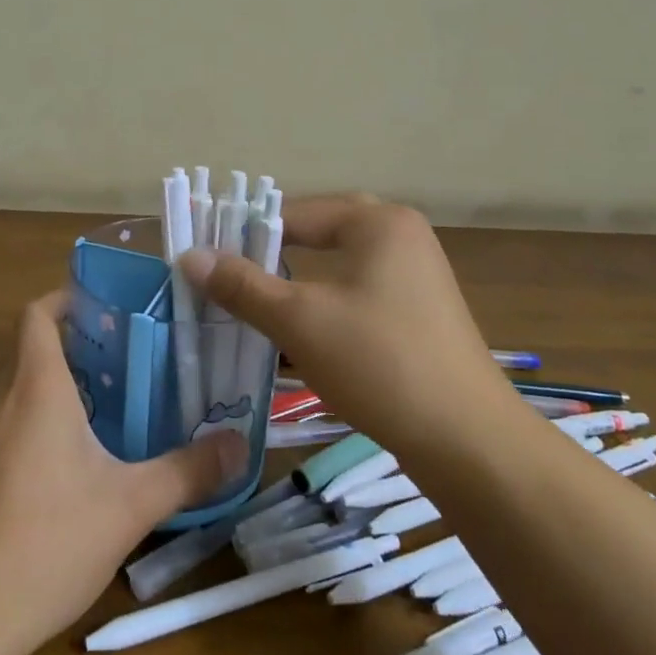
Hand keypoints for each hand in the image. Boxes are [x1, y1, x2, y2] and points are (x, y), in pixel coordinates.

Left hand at [0, 290, 245, 654]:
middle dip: (72, 353)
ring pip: (11, 393)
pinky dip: (25, 430)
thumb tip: (240, 446)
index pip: (37, 313)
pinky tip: (55, 477)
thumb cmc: (47, 540)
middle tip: (122, 370)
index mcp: (34, 385)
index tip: (104, 310)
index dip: (66, 300)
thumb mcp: (130, 506)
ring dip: (48, 394)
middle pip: (29, 352)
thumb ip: (188, 471)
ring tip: (97, 419)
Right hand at [180, 195, 506, 454]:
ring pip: (338, 266)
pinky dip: (325, 304)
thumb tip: (188, 256)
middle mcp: (401, 235)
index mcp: (378, 222)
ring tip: (256, 304)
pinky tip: (301, 332)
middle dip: (273, 256)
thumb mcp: (299, 320)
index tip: (207, 262)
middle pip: (319, 234)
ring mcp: (416, 274)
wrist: (467, 440)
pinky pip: (358, 292)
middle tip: (233, 279)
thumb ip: (242, 285)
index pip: (294, 214)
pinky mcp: (419, 311)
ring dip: (297, 283)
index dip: (246, 236)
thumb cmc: (378, 362)